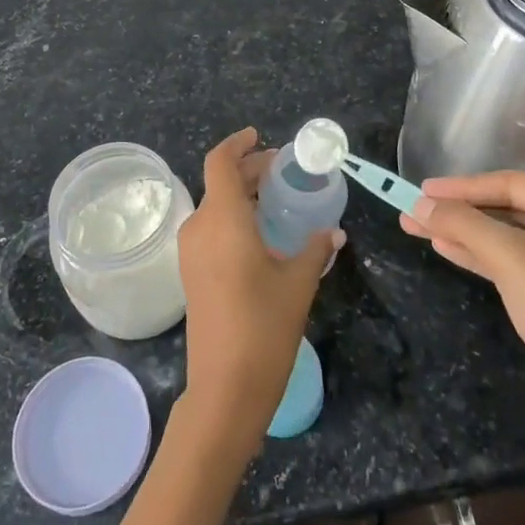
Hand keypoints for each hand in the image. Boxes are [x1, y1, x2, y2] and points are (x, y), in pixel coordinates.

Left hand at [177, 128, 341, 458]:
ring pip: (215, 207)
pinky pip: (211, 230)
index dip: (238, 144)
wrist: (224, 388)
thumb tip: (334, 232)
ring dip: (242, 196)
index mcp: (222, 218)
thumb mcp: (298, 282)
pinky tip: (261, 235)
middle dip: (250, 171)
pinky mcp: (191, 273)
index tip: (259, 136)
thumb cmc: (263, 326)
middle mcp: (199, 227)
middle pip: (221, 183)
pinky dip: (234, 219)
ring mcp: (191, 252)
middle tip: (283, 173)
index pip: (220, 162)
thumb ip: (315, 248)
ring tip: (277, 202)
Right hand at [402, 172, 524, 438]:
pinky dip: (480, 254)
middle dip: (460, 211)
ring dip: (464, 232)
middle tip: (414, 208)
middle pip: (510, 208)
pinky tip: (444, 247)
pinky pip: (514, 260)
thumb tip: (418, 204)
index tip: (421, 189)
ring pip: (508, 235)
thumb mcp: (509, 258)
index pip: (514, 185)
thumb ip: (462, 223)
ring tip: (417, 226)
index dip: (463, 187)